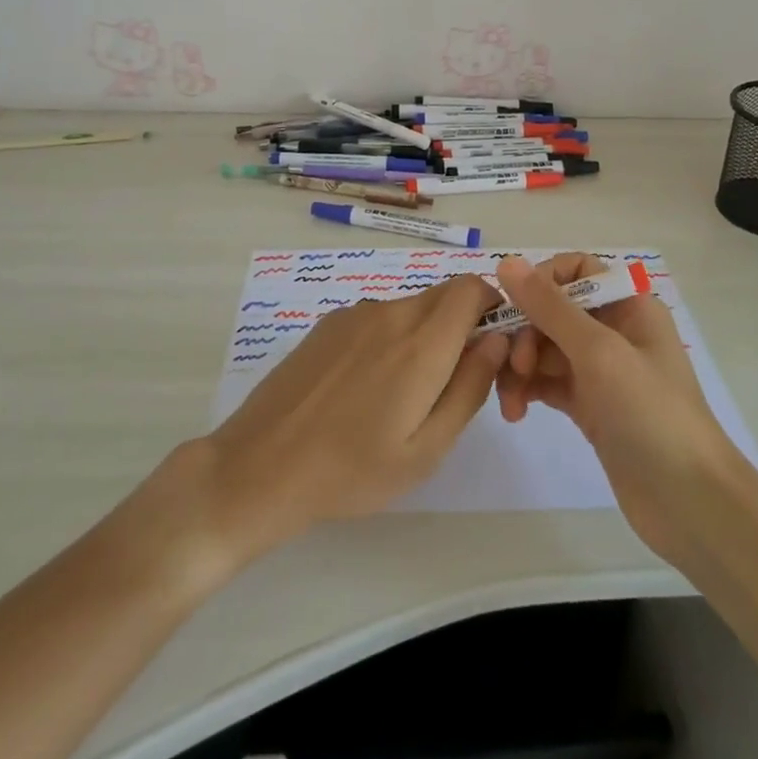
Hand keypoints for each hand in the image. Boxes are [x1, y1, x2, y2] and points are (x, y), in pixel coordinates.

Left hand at [197, 275, 508, 558]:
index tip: (488, 348)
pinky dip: (390, 338)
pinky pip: (378, 317)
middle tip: (449, 381)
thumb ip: (470, 387)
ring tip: (400, 395)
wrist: (260, 467)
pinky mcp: (328, 323)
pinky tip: (363, 387)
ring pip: (411, 307)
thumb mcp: (426, 449)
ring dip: (423, 334)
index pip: (472, 288)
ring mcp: (354, 314)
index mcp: (421, 343)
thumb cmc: (352, 471)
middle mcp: (390, 313)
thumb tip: (497, 339)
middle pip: (444, 294)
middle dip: (461, 325)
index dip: (491, 307)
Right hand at [493, 254, 741, 560]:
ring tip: (510, 402)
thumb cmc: (651, 413)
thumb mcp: (599, 352)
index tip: (514, 308)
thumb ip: (550, 306)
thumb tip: (506, 261)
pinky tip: (516, 411)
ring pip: (544, 348)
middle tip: (514, 366)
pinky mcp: (590, 405)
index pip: (575, 270)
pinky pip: (547, 381)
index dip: (540, 282)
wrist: (690, 503)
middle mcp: (614, 329)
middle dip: (525, 333)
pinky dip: (528, 390)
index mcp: (628, 305)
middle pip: (552, 310)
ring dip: (520, 366)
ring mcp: (601, 370)